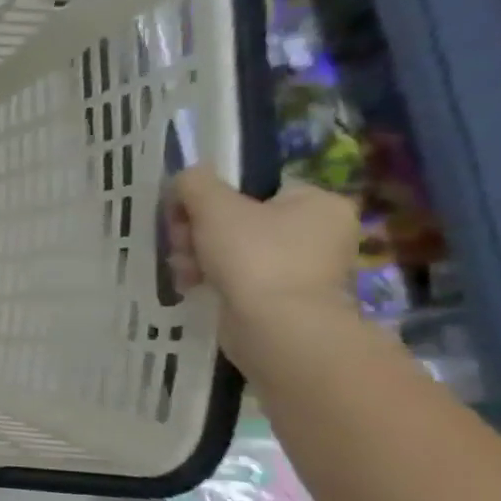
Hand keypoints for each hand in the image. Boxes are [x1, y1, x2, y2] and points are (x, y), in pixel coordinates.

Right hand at [166, 168, 359, 358]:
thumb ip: (195, 183)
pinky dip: (213, 278)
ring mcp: (306, 267)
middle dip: (198, 232)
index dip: (210, 201)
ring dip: (198, 256)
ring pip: (234, 250)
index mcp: (317, 201)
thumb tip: (188, 175)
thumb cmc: (253, 256)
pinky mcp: (285, 296)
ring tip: (183, 270)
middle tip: (180, 245)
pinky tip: (192, 285)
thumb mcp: (214, 207)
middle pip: (239, 220)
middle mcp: (321, 231)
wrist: (277, 325)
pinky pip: (240, 277)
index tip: (183, 217)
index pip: (254, 189)